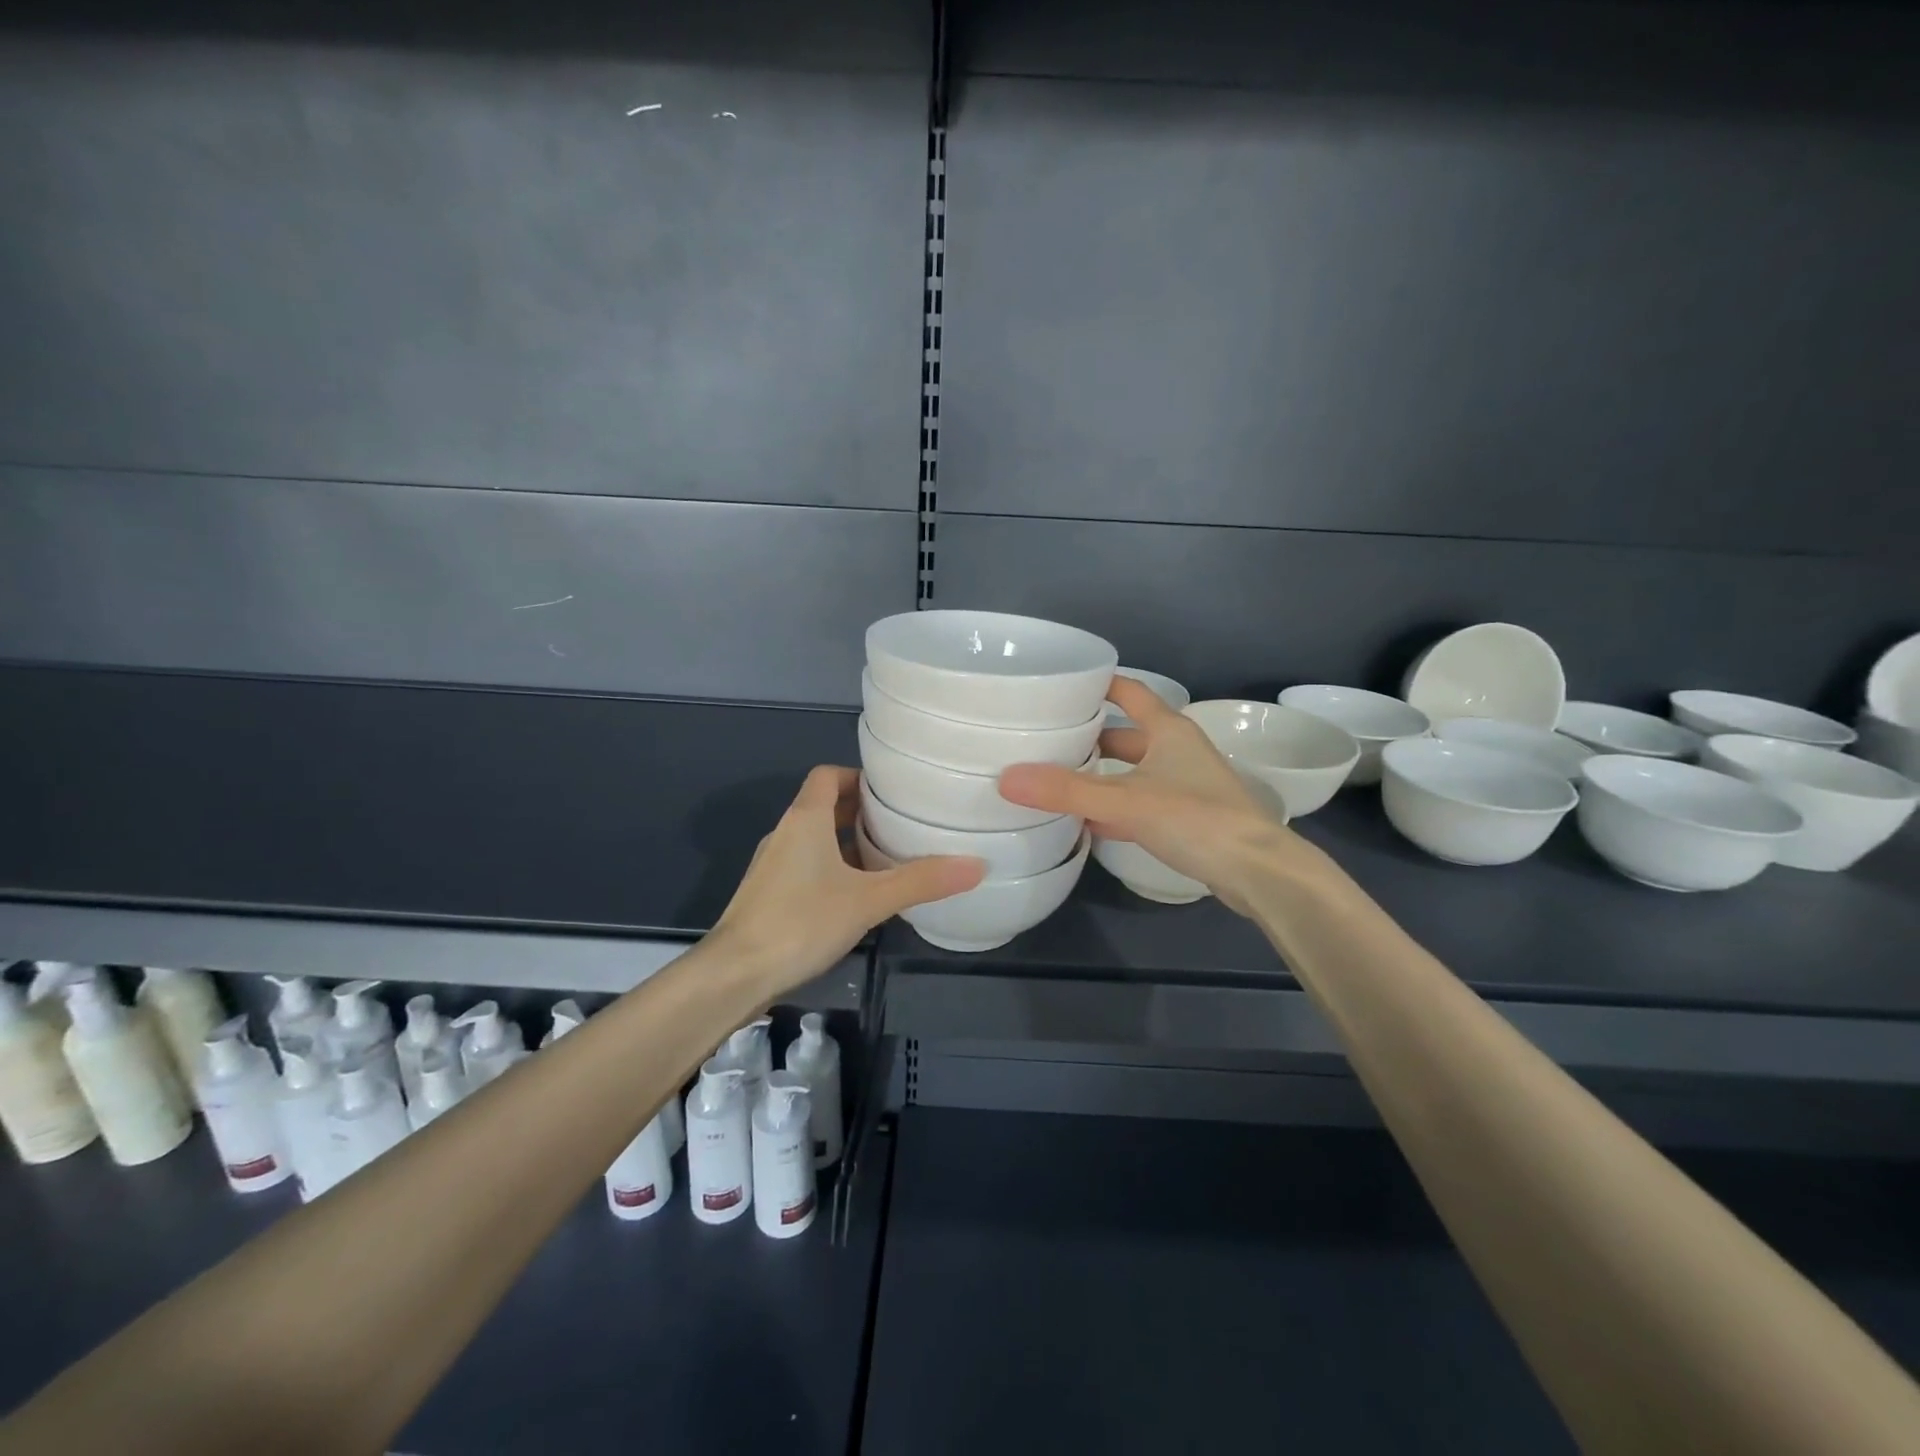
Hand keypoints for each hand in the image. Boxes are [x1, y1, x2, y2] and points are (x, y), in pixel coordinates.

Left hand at [711, 765, 983, 994]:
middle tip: (900, 825)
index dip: (858, 776)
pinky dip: (832, 871)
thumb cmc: (801, 922)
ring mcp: (772, 866)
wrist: (734, 975)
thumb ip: (921, 881)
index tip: (891, 792)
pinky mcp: (767, 896)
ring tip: (887, 861)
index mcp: (805, 819)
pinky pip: (806, 868)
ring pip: (815, 841)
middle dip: (860, 813)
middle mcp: (785, 834)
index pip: (828, 776)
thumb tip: (976, 865)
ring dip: (846, 845)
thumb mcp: (869, 900)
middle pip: (823, 807)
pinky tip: (857, 899)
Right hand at [997, 677, 1302, 914]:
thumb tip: (1006, 778)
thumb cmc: (1196, 818)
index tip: (1059, 685)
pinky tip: (1086, 820)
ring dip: (1100, 775)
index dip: (1097, 684)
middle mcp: (1177, 750)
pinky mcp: (1185, 818)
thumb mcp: (1126, 800)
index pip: (1128, 691)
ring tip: (1055, 779)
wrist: (1257, 871)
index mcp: (1168, 729)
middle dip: (1088, 737)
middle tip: (1044, 740)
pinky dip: (1114, 807)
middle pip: (1125, 734)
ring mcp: (1184, 785)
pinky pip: (1139, 802)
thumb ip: (1067, 791)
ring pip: (1132, 771)